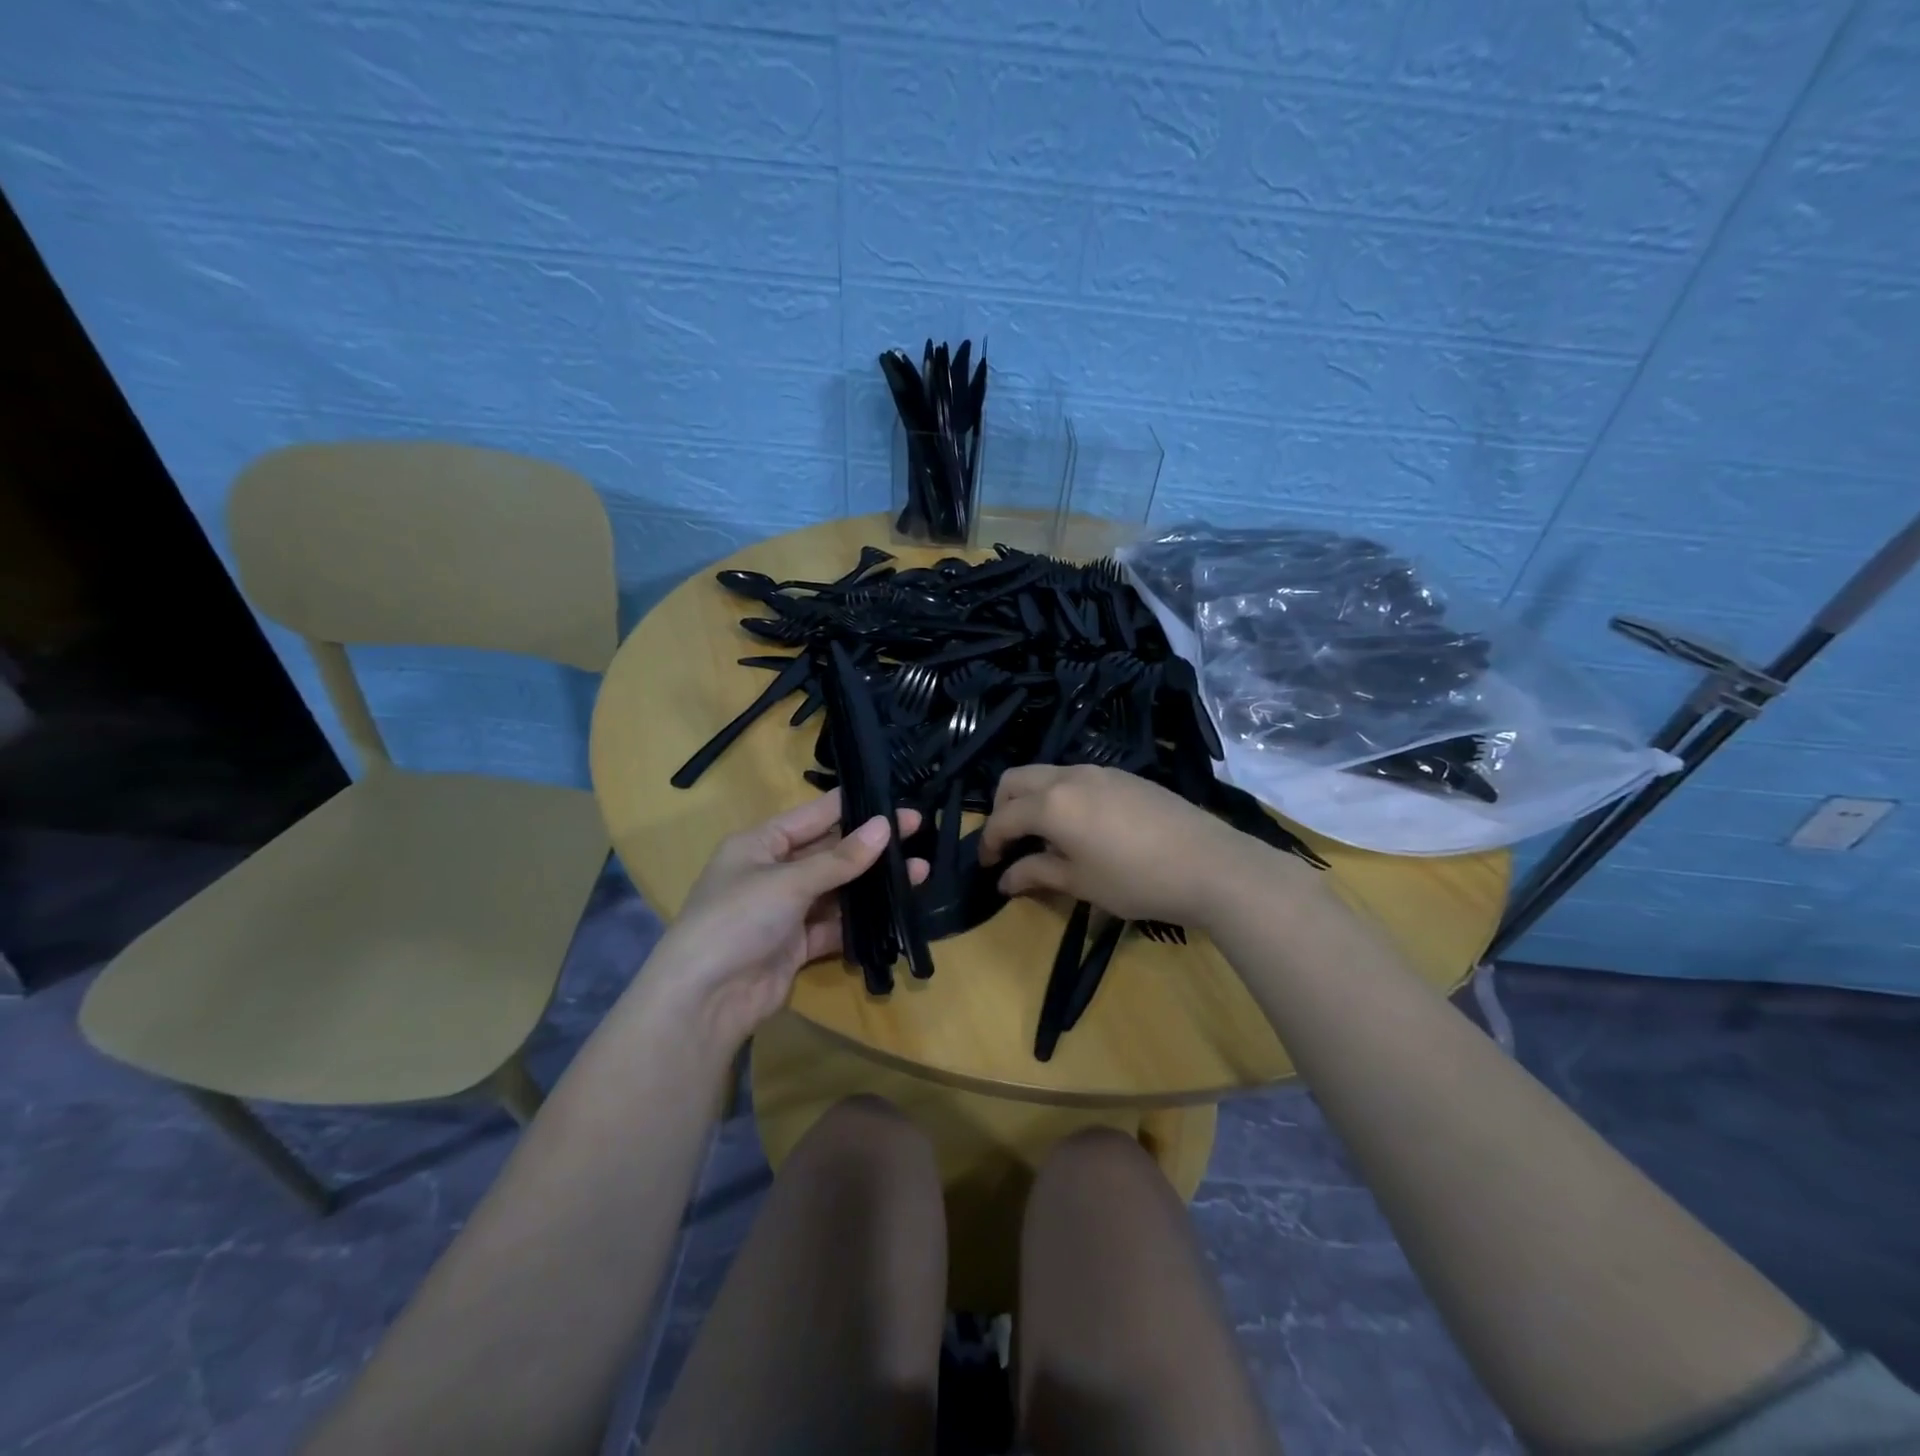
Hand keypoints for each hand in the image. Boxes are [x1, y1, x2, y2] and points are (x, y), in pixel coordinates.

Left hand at [640, 792, 925, 1050]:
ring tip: (919, 872)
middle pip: (829, 852)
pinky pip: (836, 925)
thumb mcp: (788, 881)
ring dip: (873, 884)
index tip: (897, 800)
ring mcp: (786, 911)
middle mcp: (773, 872)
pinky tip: (896, 912)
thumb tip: (885, 826)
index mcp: (760, 844)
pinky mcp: (797, 945)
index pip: (814, 815)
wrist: (704, 1001)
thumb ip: (839, 858)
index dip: (855, 807)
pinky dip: (862, 921)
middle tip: (919, 831)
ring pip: (838, 890)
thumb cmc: (737, 919)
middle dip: (871, 846)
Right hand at [979, 765, 1306, 928]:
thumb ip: (1036, 873)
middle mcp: (1069, 777)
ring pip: (1047, 774)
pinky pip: (1076, 778)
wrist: (1209, 864)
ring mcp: (1099, 771)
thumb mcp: (1080, 883)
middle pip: (1016, 780)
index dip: (989, 842)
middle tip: (1009, 843)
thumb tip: (1004, 878)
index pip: (1004, 818)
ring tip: (1045, 837)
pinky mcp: (1125, 776)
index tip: (988, 866)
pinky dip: (1061, 796)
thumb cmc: (1136, 880)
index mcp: (1051, 803)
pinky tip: (1081, 827)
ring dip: (1033, 800)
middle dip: (1002, 808)